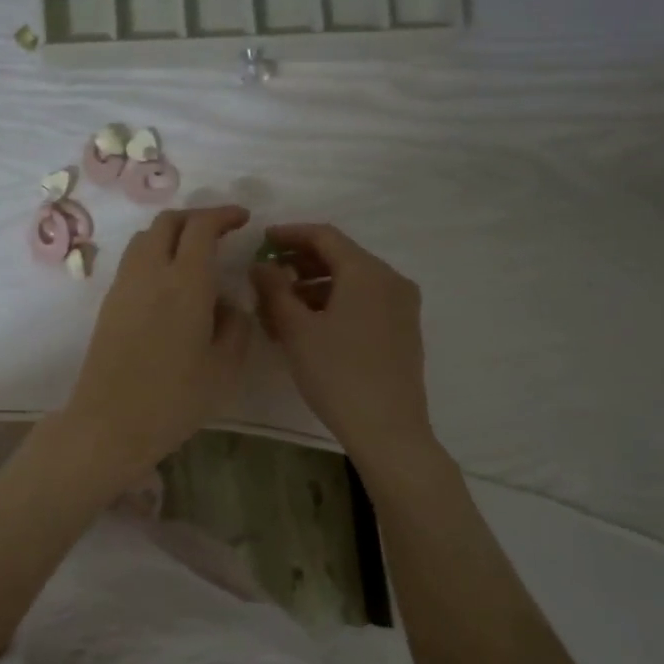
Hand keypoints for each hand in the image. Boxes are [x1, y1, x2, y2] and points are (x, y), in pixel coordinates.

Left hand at [62, 206, 253, 482]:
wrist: (110, 422)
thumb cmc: (175, 398)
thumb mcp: (225, 367)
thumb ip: (235, 324)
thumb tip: (225, 302)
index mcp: (186, 281)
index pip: (202, 227)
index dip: (223, 215)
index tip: (243, 219)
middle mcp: (151, 272)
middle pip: (168, 222)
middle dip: (196, 217)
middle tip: (219, 231)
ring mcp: (124, 285)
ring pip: (146, 238)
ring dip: (172, 233)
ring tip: (194, 254)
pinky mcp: (109, 302)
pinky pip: (133, 261)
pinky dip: (155, 254)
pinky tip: (170, 282)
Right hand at [251, 224, 432, 465]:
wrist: (388, 429)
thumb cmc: (337, 373)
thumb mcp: (297, 329)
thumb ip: (275, 289)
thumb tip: (261, 265)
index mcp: (367, 272)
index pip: (324, 236)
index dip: (290, 234)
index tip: (261, 240)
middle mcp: (390, 280)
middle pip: (340, 258)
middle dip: (299, 264)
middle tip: (266, 276)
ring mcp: (401, 306)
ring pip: (351, 283)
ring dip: (313, 287)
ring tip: (279, 308)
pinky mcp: (402, 330)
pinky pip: (363, 302)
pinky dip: (334, 304)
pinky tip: (308, 326)